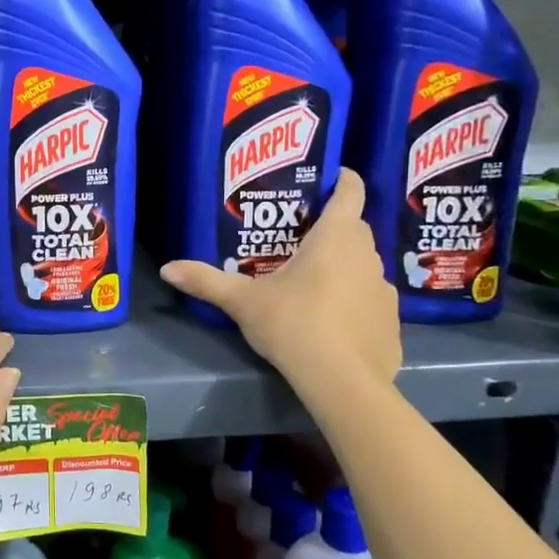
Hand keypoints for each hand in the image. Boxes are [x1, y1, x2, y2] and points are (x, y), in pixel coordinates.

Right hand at [161, 168, 400, 385]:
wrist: (343, 382)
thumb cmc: (294, 324)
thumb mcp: (243, 302)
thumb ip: (206, 281)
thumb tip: (168, 268)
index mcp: (335, 237)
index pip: (350, 191)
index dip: (341, 179)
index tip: (328, 177)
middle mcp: (367, 255)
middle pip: (354, 228)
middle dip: (331, 227)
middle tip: (298, 237)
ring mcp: (384, 289)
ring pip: (363, 264)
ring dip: (343, 266)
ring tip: (312, 282)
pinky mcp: (390, 321)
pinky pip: (370, 299)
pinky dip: (354, 301)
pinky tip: (332, 322)